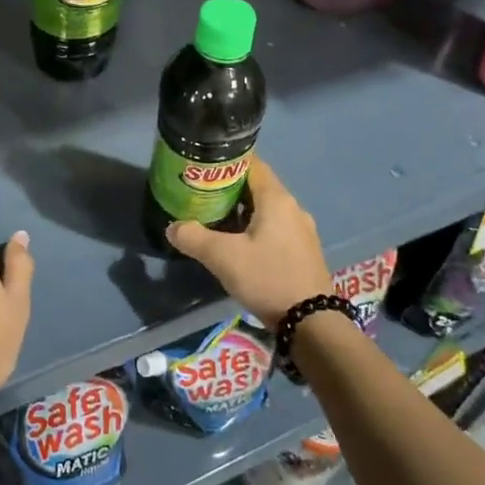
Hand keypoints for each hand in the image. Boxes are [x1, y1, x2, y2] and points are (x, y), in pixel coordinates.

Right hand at [166, 160, 329, 328]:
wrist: (311, 322)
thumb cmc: (267, 278)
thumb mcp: (223, 258)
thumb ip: (194, 238)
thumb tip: (172, 227)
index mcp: (276, 199)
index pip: (251, 164)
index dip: (226, 162)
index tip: (203, 169)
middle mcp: (293, 207)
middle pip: (257, 187)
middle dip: (229, 188)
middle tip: (202, 196)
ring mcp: (302, 230)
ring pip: (267, 209)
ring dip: (242, 211)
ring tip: (216, 221)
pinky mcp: (304, 250)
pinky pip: (276, 228)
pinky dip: (256, 228)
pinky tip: (240, 245)